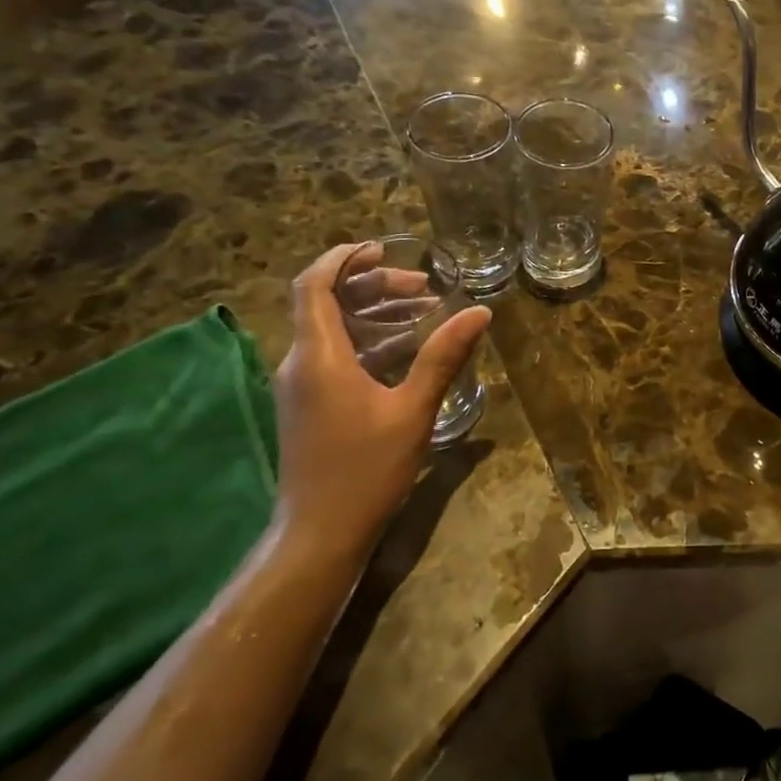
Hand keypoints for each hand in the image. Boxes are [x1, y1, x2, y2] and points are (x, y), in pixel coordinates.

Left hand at [272, 243, 491, 549]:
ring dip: (372, 314)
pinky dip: (367, 341)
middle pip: (326, 303)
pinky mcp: (309, 406)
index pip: (313, 285)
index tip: (381, 247)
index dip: (343, 259)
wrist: (320, 532)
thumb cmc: (366, 469)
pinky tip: (405, 352)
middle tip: (423, 287)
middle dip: (372, 286)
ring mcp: (301, 386)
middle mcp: (300, 363)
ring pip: (331, 330)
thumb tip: (479, 312)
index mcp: (319, 356)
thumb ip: (443, 357)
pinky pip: (334, 355)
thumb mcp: (413, 409)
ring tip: (422, 312)